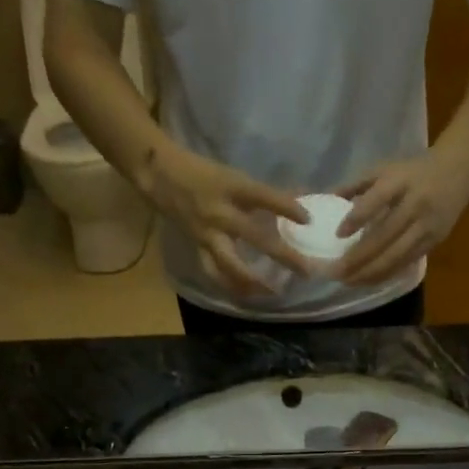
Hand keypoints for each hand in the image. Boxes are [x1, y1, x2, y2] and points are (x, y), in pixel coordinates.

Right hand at [142, 141, 311, 296]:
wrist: (160, 176)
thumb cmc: (203, 173)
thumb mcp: (234, 176)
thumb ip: (266, 193)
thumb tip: (302, 198)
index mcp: (232, 188)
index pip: (264, 197)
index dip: (286, 207)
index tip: (308, 220)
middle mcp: (221, 213)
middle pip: (256, 238)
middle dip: (282, 256)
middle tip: (305, 271)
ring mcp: (208, 234)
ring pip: (231, 265)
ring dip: (253, 282)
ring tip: (272, 293)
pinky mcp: (198, 247)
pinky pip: (214, 272)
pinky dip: (229, 285)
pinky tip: (245, 295)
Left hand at [333, 147, 468, 285]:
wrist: (459, 172)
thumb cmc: (414, 171)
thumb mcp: (386, 169)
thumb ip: (357, 184)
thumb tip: (327, 198)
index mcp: (401, 181)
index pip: (377, 200)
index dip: (357, 218)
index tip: (338, 235)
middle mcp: (415, 205)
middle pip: (384, 237)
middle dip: (358, 258)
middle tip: (336, 272)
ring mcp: (426, 227)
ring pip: (395, 256)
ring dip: (369, 273)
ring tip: (348, 282)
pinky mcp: (433, 242)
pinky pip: (405, 263)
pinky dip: (385, 274)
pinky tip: (368, 281)